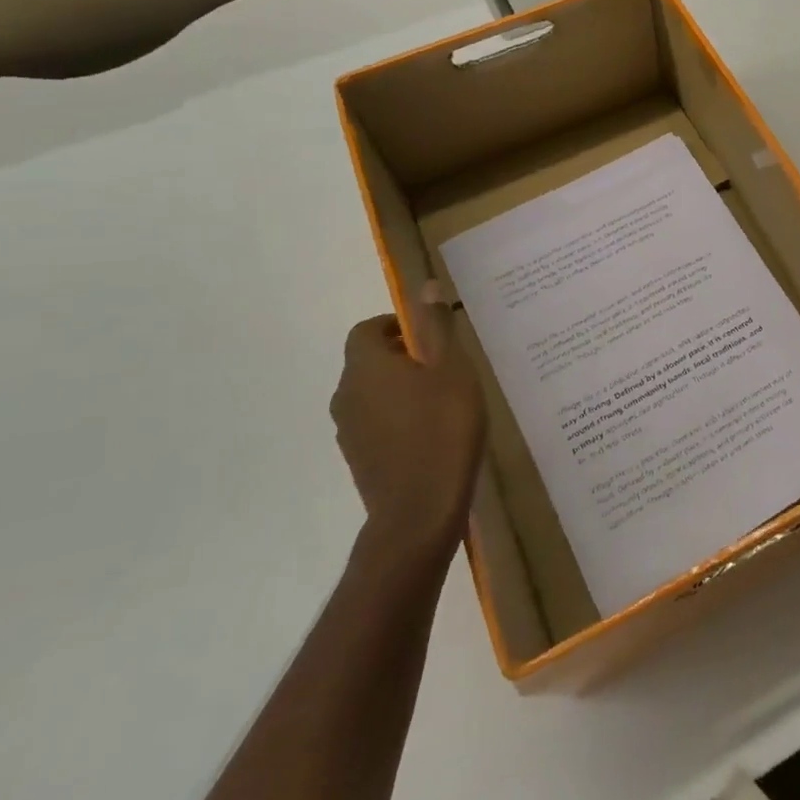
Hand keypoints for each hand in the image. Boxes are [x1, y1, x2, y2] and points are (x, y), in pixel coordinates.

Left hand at [331, 284, 487, 555]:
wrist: (419, 512)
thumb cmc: (442, 429)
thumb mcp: (451, 369)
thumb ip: (436, 328)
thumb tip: (425, 286)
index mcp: (365, 367)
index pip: (367, 329)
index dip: (397, 325)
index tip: (432, 336)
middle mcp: (347, 394)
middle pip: (369, 361)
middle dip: (404, 357)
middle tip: (447, 367)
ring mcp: (349, 431)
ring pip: (373, 394)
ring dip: (402, 390)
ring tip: (444, 402)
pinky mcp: (359, 460)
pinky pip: (377, 424)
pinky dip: (400, 419)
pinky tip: (433, 435)